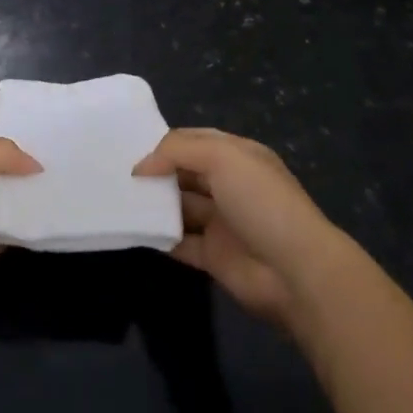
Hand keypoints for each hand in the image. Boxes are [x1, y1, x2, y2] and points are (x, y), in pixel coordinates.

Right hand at [135, 128, 342, 331]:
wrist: (295, 271)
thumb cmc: (261, 202)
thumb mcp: (221, 157)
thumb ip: (177, 151)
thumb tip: (141, 167)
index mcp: (238, 156)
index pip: (194, 141)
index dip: (165, 143)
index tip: (129, 148)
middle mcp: (230, 186)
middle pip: (184, 173)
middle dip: (156, 172)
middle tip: (116, 174)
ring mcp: (222, 222)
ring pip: (180, 207)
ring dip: (154, 204)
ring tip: (118, 200)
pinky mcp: (214, 257)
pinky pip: (180, 243)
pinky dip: (159, 237)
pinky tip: (133, 230)